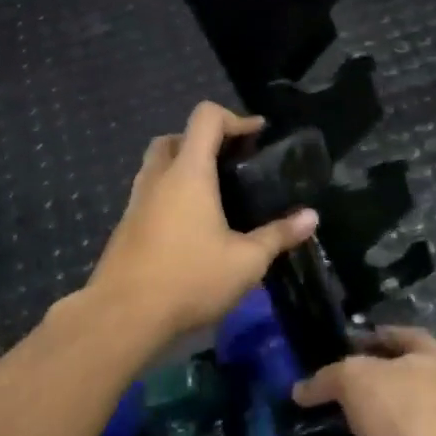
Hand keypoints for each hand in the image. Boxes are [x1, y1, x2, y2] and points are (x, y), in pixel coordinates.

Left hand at [86, 102, 317, 348]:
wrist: (122, 317)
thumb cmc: (189, 278)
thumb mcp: (246, 261)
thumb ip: (279, 235)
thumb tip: (312, 217)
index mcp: (188, 172)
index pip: (206, 117)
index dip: (235, 118)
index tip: (257, 136)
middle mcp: (158, 178)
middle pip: (175, 137)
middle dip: (203, 142)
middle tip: (230, 165)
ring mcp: (136, 202)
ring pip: (157, 166)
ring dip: (183, 168)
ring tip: (215, 197)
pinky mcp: (126, 228)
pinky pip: (149, 195)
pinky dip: (170, 196)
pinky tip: (191, 228)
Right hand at [292, 327, 435, 435]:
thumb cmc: (399, 405)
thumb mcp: (354, 375)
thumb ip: (326, 378)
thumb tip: (300, 390)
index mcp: (429, 363)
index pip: (409, 338)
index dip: (382, 335)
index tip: (351, 341)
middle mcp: (429, 401)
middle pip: (389, 389)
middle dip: (356, 392)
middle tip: (321, 390)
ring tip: (307, 434)